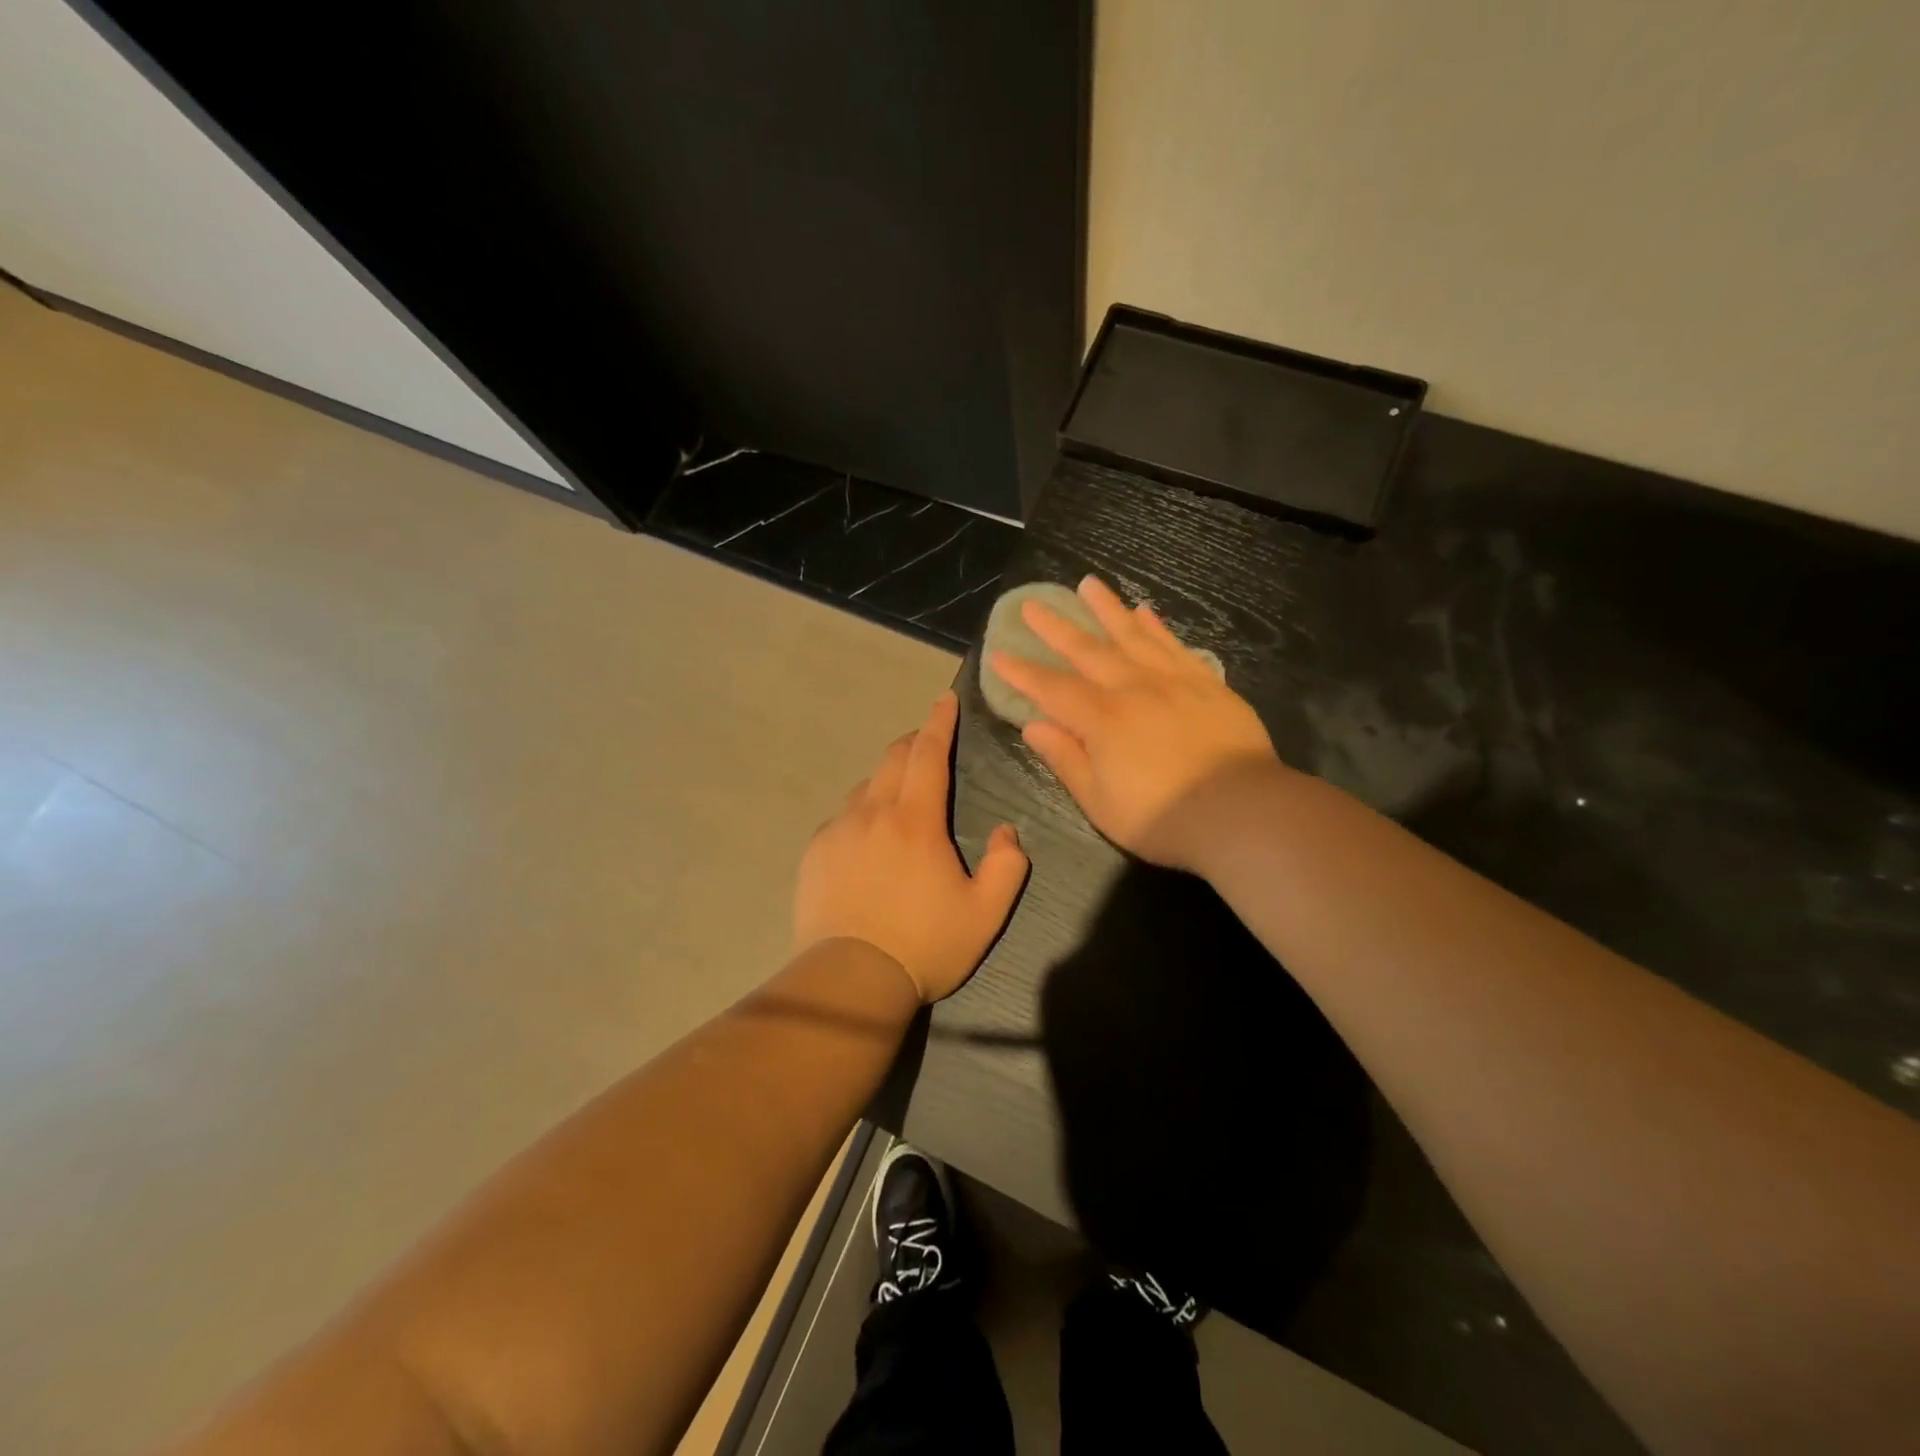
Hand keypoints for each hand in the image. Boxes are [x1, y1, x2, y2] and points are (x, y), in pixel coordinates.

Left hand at [793, 692, 1028, 1001]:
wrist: (850, 980)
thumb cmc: (925, 945)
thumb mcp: (985, 914)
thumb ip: (1008, 866)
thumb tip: (1007, 831)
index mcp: (916, 821)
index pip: (929, 754)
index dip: (939, 722)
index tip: (945, 699)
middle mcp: (873, 813)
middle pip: (893, 759)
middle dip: (914, 743)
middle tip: (928, 744)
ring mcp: (838, 831)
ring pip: (865, 787)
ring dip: (887, 779)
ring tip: (900, 797)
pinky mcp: (815, 853)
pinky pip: (842, 818)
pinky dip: (861, 813)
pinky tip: (867, 839)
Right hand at [990, 576, 1281, 870]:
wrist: (1242, 811)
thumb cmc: (1162, 817)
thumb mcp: (1100, 802)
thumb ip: (1066, 759)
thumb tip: (1033, 726)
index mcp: (1102, 720)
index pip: (1052, 690)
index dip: (1023, 673)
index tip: (999, 654)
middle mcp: (1132, 689)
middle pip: (1088, 651)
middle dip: (1056, 628)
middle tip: (1033, 604)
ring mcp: (1173, 681)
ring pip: (1132, 635)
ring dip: (1107, 609)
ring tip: (1088, 584)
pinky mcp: (1206, 683)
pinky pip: (1174, 645)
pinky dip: (1156, 627)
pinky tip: (1144, 611)